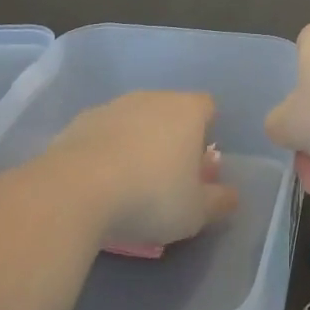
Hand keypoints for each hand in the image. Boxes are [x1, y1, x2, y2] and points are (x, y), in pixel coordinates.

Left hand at [46, 92, 239, 248]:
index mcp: (187, 110)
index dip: (207, 131)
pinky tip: (100, 182)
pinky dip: (106, 150)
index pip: (207, 107)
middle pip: (170, 111)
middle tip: (168, 178)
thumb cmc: (151, 196)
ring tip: (130, 183)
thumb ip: (218, 202)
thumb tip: (231, 196)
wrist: (77, 189)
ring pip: (135, 120)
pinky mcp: (81, 121)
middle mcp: (153, 97)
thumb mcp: (195, 212)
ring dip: (137, 142)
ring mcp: (114, 106)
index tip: (200, 163)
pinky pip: (104, 133)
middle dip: (172, 137)